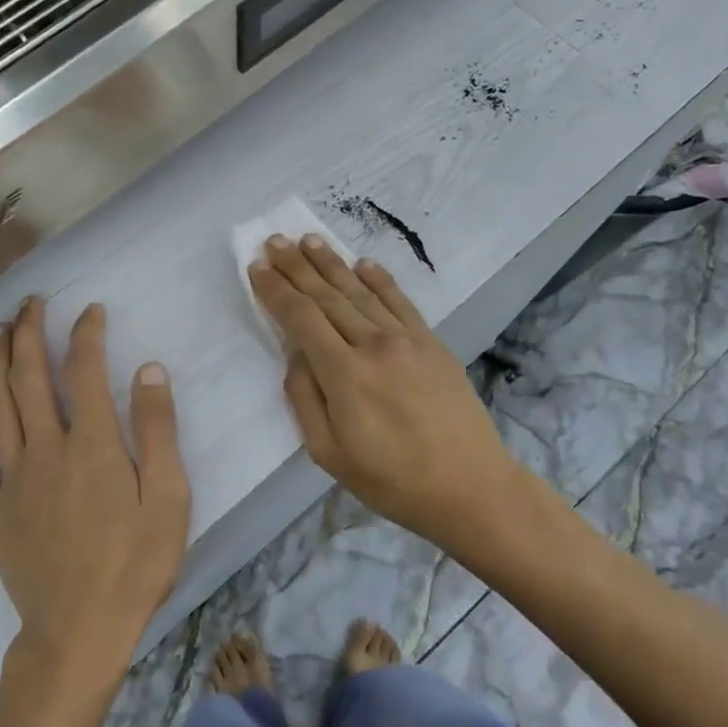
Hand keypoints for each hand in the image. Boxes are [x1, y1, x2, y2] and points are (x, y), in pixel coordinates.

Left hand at [0, 298, 190, 683]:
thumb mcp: (169, 498)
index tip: (89, 310)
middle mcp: (46, 448)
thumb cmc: (135, 566)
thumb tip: (148, 369)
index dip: (86, 333)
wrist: (79, 632)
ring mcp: (12, 477)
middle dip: (29, 332)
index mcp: (93, 444)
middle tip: (30, 302)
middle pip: (30, 376)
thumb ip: (158, 431)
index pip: (85, 370)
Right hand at [249, 235, 527, 558]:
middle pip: (327, 296)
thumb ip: (305, 399)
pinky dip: (379, 279)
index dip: (276, 290)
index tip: (257, 267)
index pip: (301, 318)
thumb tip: (296, 356)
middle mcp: (374, 344)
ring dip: (332, 263)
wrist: (470, 487)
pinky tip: (362, 263)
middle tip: (275, 240)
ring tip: (309, 239)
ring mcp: (407, 340)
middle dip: (297, 267)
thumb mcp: (329, 453)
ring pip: (361, 291)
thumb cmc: (392, 480)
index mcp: (344, 373)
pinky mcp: (432, 343)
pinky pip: (400, 301)